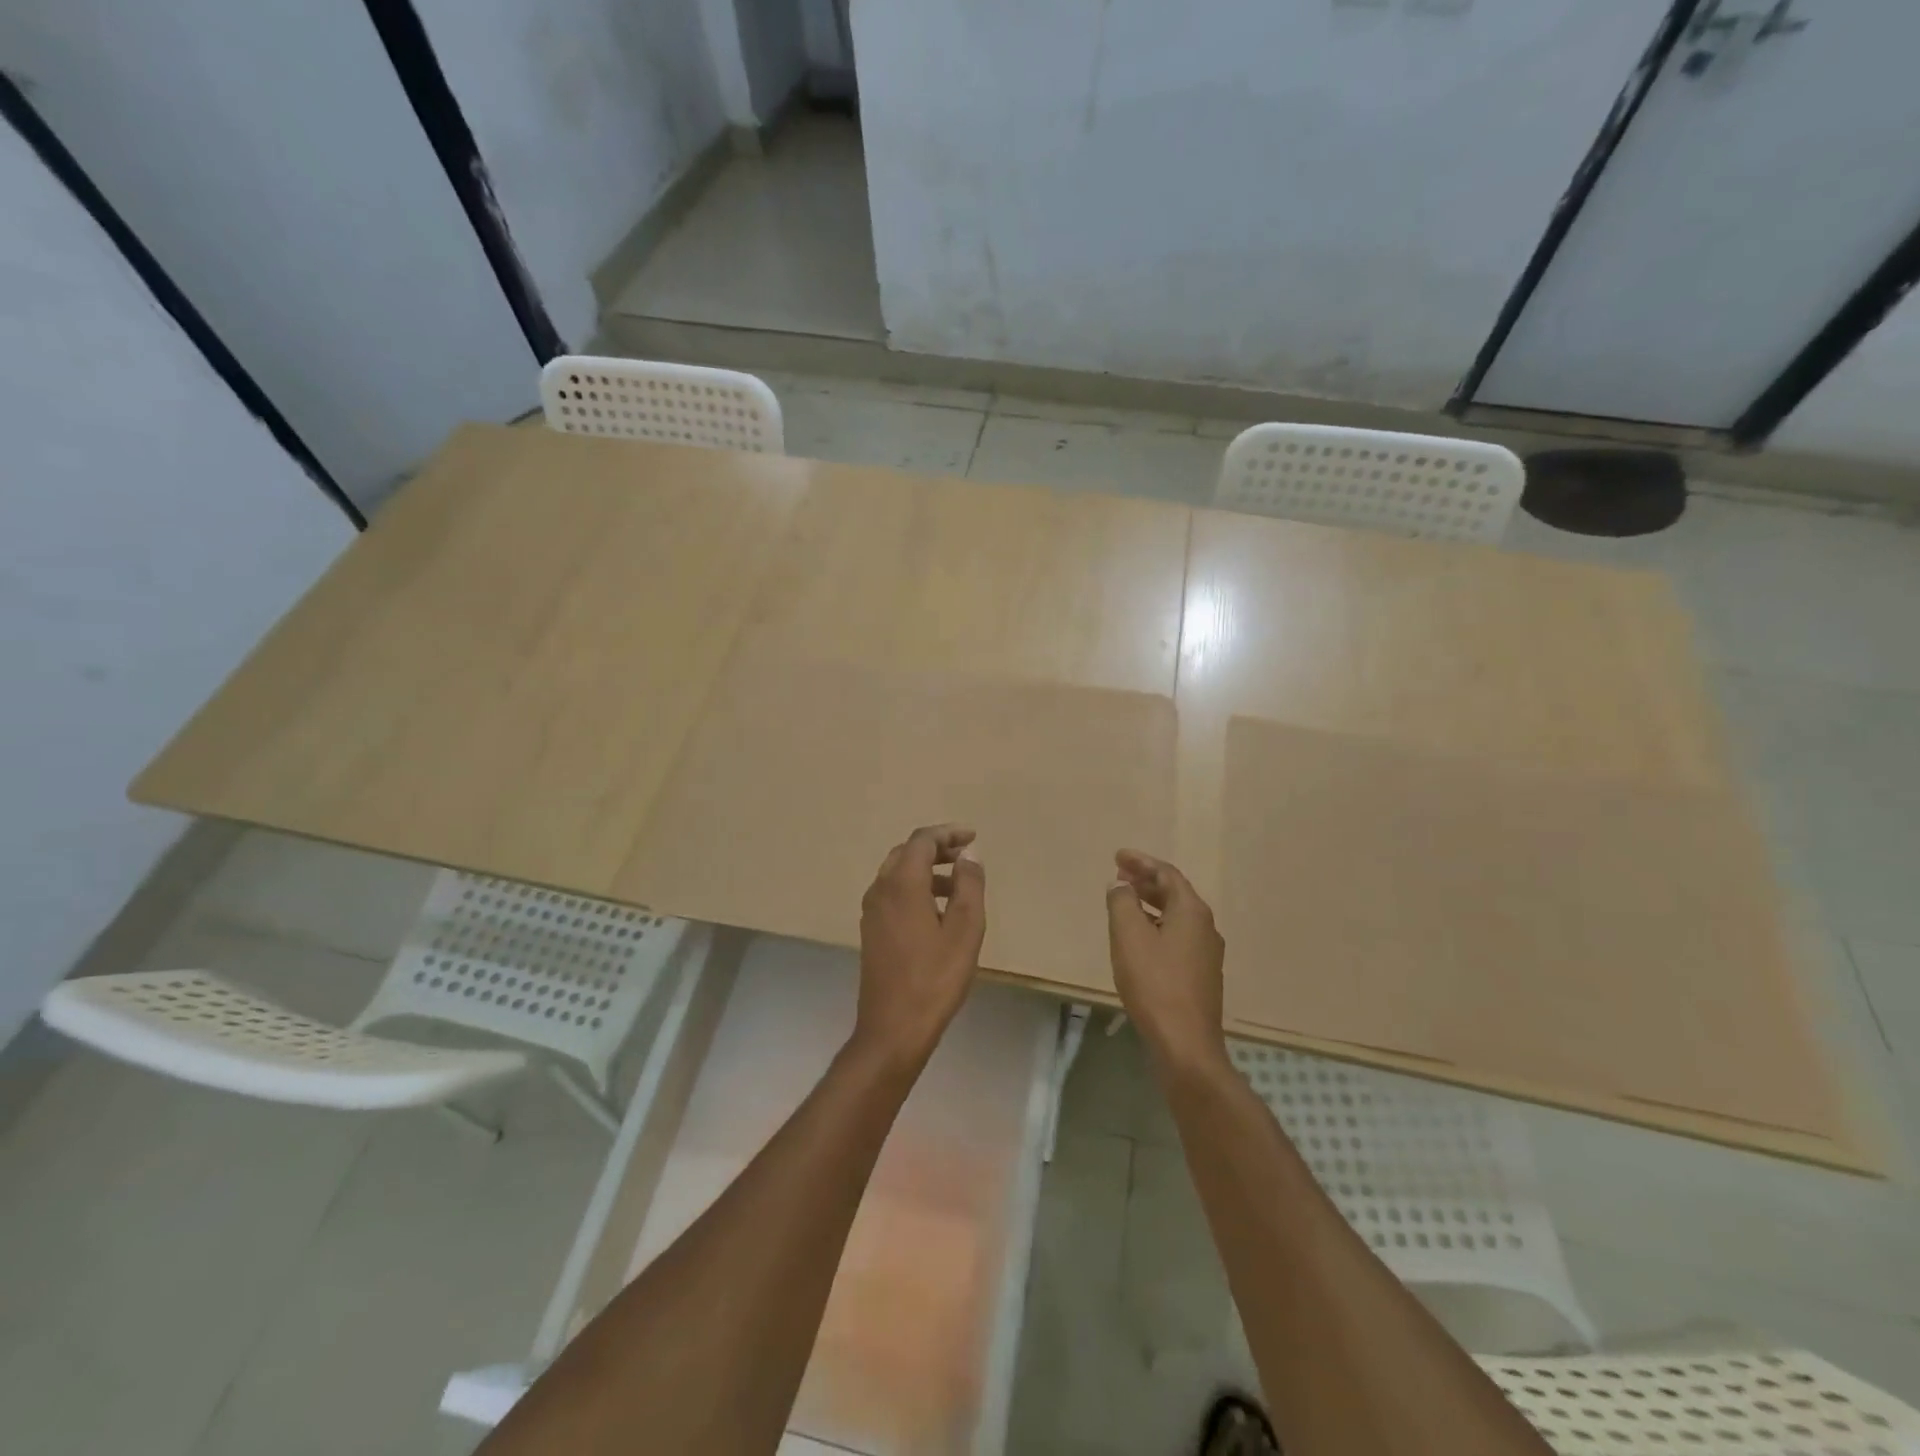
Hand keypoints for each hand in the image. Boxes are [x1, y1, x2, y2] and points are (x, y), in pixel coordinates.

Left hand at [851, 824, 986, 1073]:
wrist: (893, 1029)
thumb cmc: (935, 979)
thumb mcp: (965, 930)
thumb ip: (969, 885)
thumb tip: (968, 855)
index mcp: (902, 883)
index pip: (922, 840)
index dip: (948, 833)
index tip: (972, 837)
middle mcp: (880, 889)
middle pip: (907, 852)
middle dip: (937, 849)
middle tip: (965, 857)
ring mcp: (872, 911)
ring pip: (897, 873)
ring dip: (926, 870)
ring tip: (958, 886)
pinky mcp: (871, 931)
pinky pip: (892, 893)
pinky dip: (915, 888)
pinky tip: (936, 911)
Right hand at [1106, 849, 1226, 1074]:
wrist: (1185, 1043)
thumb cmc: (1155, 983)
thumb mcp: (1128, 936)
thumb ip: (1122, 903)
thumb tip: (1121, 887)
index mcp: (1192, 911)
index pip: (1167, 874)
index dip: (1141, 862)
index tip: (1117, 856)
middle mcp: (1205, 927)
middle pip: (1174, 893)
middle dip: (1145, 880)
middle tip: (1118, 874)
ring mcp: (1206, 953)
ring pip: (1176, 916)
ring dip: (1150, 903)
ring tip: (1124, 902)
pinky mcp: (1201, 975)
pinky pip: (1177, 936)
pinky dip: (1156, 925)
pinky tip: (1139, 938)